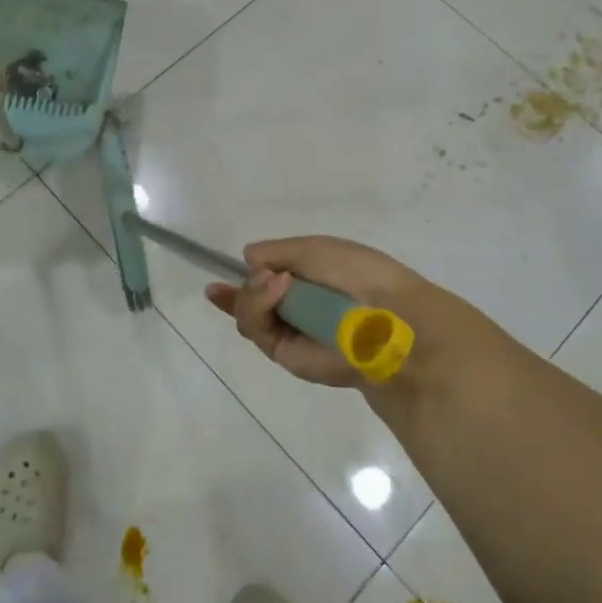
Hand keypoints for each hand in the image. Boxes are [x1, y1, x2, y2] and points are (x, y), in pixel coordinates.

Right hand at [205, 236, 441, 389]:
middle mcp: (297, 308)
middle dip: (249, 285)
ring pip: (249, 314)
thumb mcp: (315, 249)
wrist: (386, 318)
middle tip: (268, 275)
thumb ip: (278, 252)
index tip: (216, 284)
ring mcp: (290, 331)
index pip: (269, 281)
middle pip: (252, 299)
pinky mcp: (285, 354)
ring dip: (255, 293)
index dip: (244, 282)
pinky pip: (257, 329)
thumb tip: (248, 258)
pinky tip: (275, 290)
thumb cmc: (358, 274)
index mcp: (309, 280)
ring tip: (278, 283)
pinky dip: (259, 305)